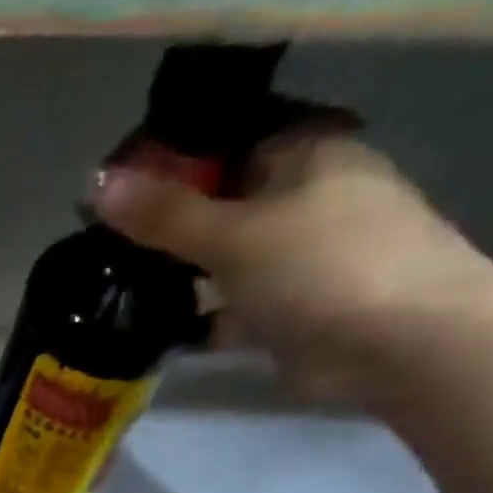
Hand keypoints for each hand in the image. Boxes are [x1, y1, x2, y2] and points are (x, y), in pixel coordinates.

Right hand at [92, 131, 492, 407]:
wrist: (396, 342)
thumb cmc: (319, 266)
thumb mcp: (233, 235)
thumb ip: (165, 216)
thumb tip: (95, 184)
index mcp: (303, 154)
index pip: (223, 150)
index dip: (167, 173)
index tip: (115, 204)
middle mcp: (304, 200)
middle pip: (220, 210)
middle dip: (168, 235)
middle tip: (105, 256)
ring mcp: (300, 261)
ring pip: (224, 265)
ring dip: (180, 282)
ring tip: (117, 297)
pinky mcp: (290, 315)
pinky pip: (231, 311)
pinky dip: (198, 322)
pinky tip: (153, 336)